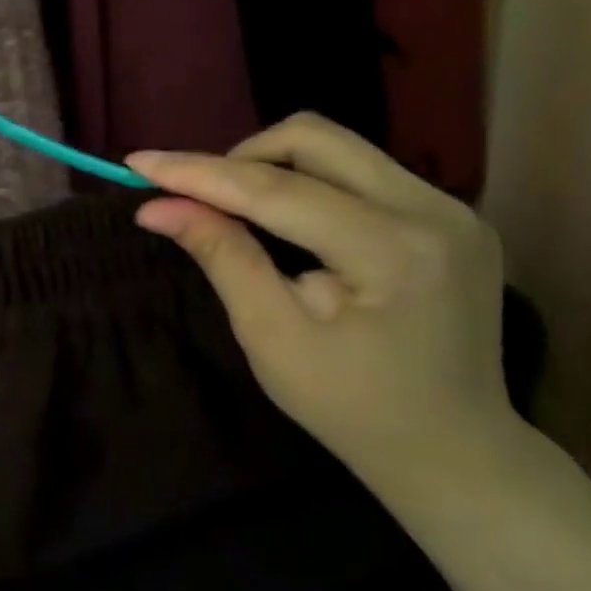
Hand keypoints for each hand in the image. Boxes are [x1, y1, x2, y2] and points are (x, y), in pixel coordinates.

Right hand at [128, 114, 515, 467]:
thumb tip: (156, 207)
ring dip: (272, 167)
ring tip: (235, 210)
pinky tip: (287, 223)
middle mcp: (434, 210)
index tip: (137, 162)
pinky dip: (307, 183)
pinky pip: (360, 171)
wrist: (454, 450)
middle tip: (197, 198)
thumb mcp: (271, 336)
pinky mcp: (450, 215)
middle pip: (315, 139)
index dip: (198, 172)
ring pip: (337, 148)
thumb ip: (221, 256)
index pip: (275, 189)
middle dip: (240, 158)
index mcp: (392, 252)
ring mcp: (450, 208)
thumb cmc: (351, 406)